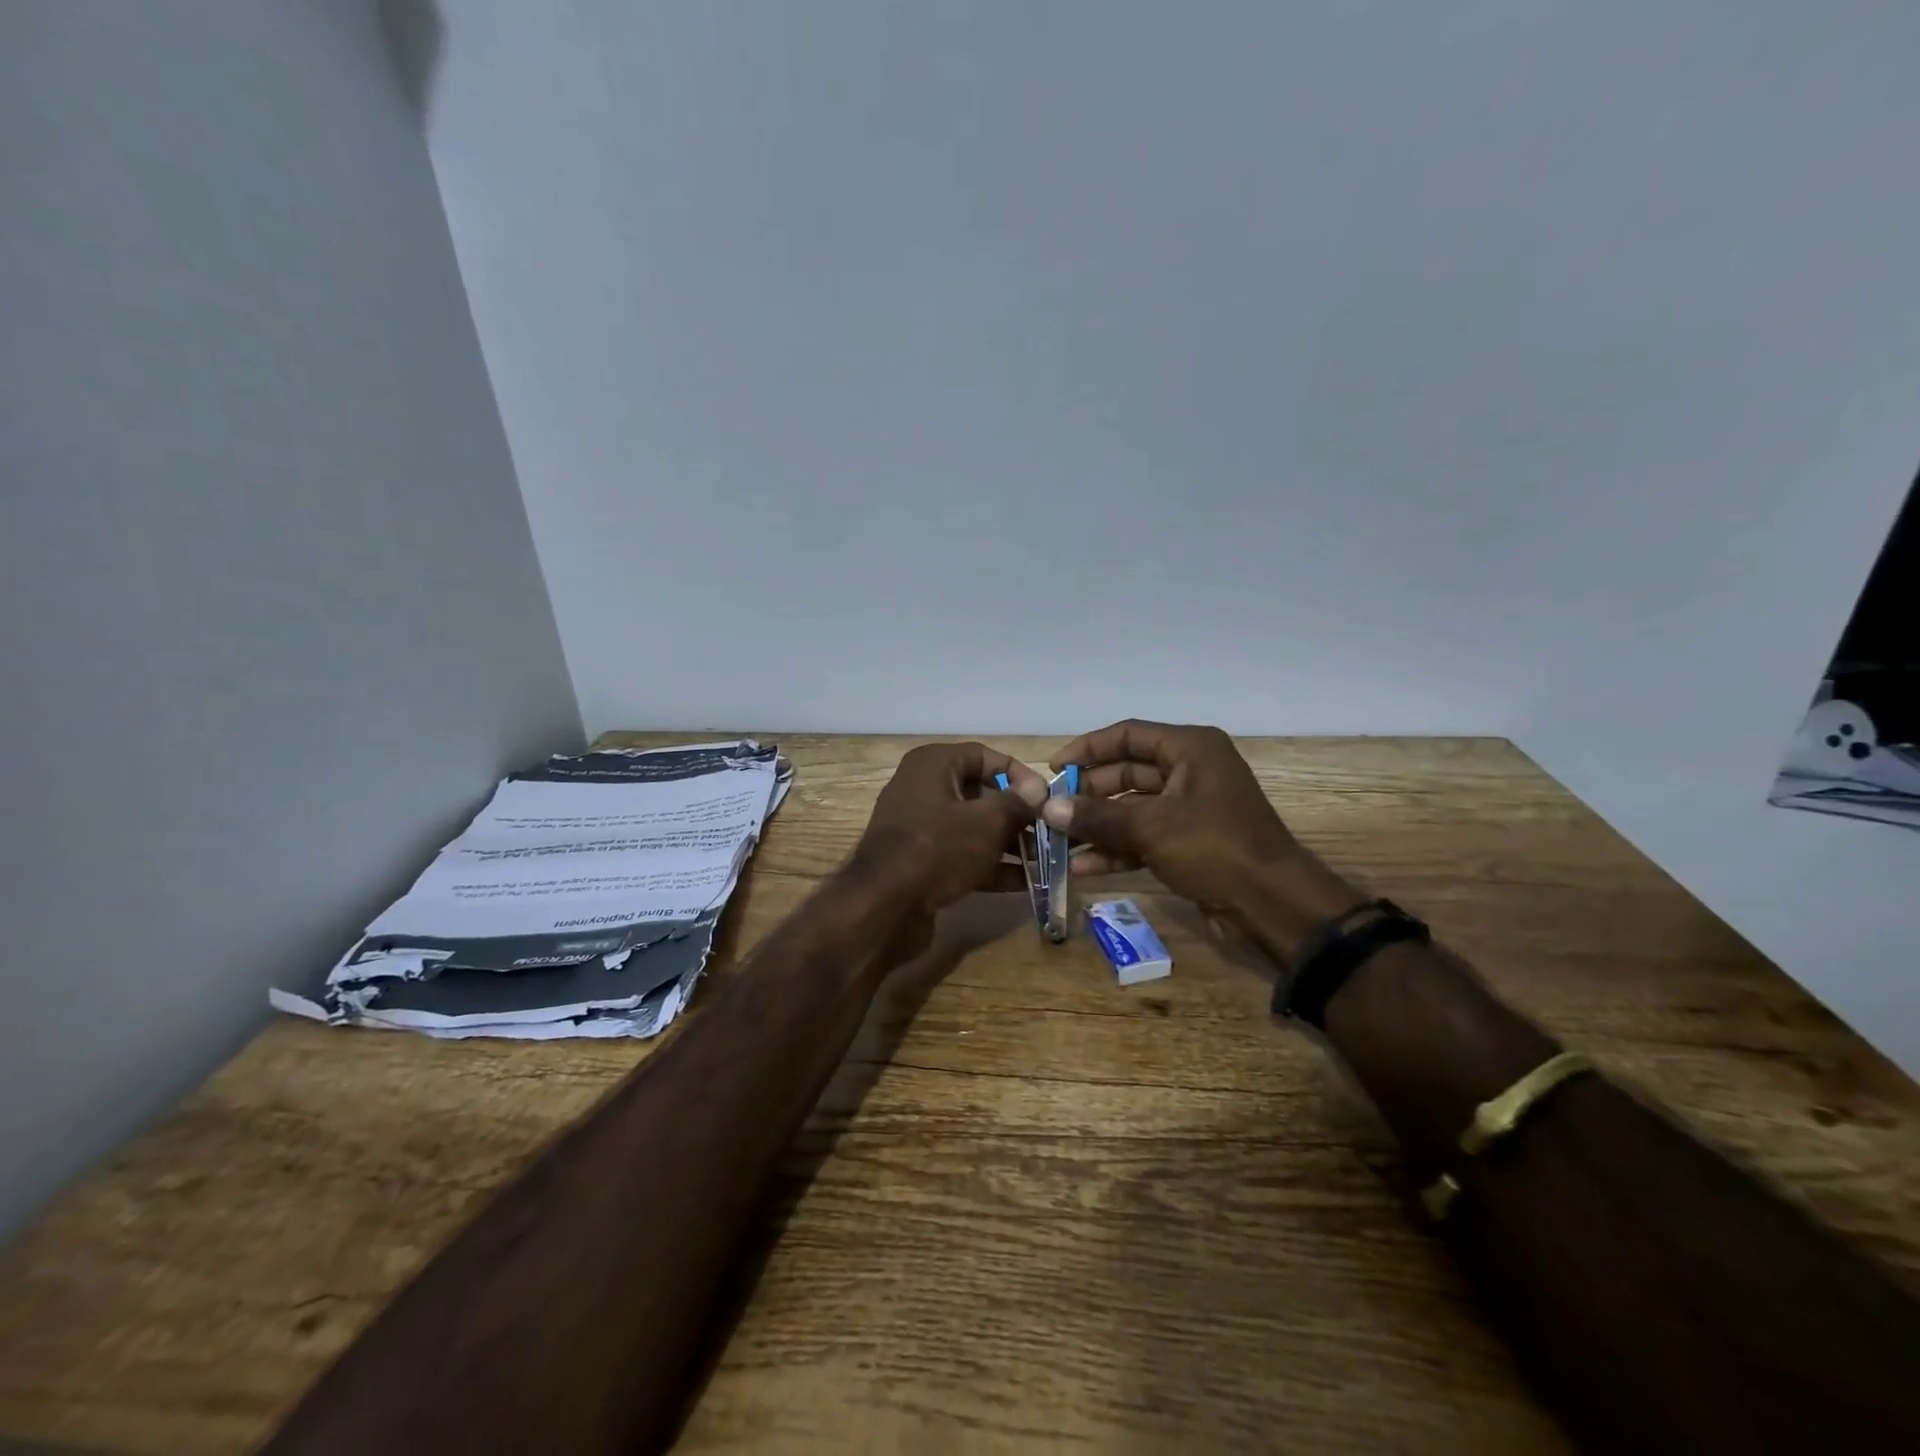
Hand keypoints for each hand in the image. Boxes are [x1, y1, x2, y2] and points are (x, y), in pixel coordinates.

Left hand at [852, 742, 1048, 916]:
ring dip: (1009, 843)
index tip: (1047, 800)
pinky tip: (1025, 884)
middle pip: (981, 794)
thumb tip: (1038, 790)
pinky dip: (990, 866)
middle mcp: (923, 788)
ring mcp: (920, 827)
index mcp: (933, 764)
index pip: (985, 757)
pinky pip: (962, 855)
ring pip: (973, 828)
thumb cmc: (937, 849)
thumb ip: (1017, 804)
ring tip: (1044, 861)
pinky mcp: (920, 862)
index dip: (1020, 775)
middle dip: (1018, 815)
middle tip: (1050, 834)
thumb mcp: (986, 822)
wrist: (883, 907)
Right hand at [1044, 721, 1352, 923]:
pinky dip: (1116, 850)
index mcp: (1190, 749)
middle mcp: (1190, 771)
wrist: (1273, 906)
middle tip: (1051, 810)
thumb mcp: (1152, 828)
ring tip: (1058, 843)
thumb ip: (1097, 816)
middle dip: (1088, 794)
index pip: (1128, 734)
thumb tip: (1048, 809)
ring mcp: (1189, 810)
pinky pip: (1143, 838)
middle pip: (1126, 772)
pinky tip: (1082, 867)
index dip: (1088, 748)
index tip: (1054, 768)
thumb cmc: (1215, 849)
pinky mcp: (1188, 843)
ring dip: (1097, 826)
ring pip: (1131, 809)